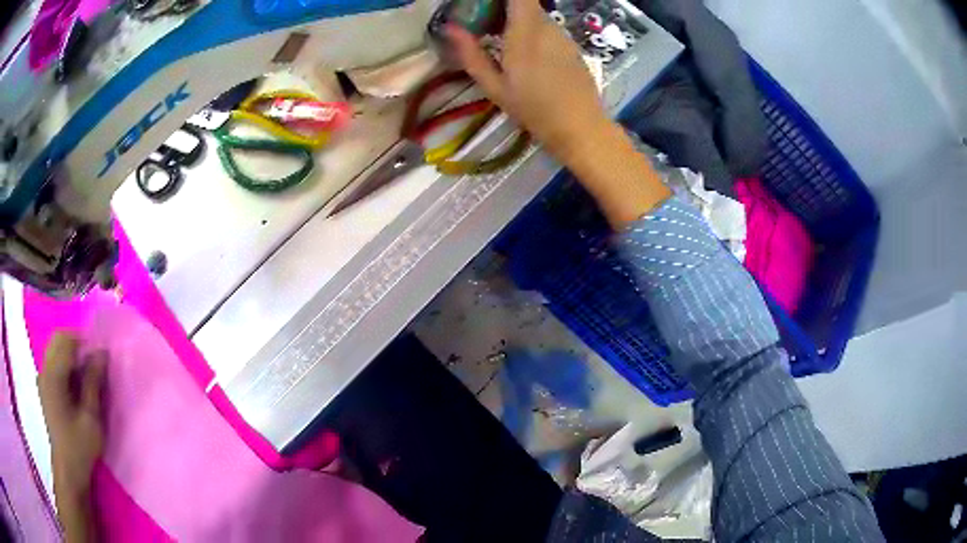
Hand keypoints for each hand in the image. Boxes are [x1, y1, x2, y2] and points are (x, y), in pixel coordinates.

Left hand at [38, 332, 105, 499]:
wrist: (67, 470)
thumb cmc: (80, 447)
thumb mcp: (91, 418)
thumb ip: (93, 383)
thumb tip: (102, 353)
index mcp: (54, 376)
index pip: (66, 340)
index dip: (84, 341)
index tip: (101, 354)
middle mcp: (45, 370)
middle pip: (58, 339)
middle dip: (77, 344)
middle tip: (95, 362)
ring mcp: (43, 378)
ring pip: (55, 348)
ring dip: (71, 353)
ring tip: (87, 373)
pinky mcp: (44, 386)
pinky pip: (53, 361)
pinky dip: (65, 363)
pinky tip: (75, 383)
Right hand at [447, 0, 610, 164]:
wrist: (580, 126)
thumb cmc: (533, 110)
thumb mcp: (495, 87)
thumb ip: (471, 54)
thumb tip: (450, 28)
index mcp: (524, 32)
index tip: (485, 6)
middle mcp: (546, 26)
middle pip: (525, 2)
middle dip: (504, 8)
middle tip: (485, 24)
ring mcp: (563, 34)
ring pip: (536, 14)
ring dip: (518, 19)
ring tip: (501, 39)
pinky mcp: (572, 45)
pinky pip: (548, 28)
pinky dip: (533, 31)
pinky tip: (527, 54)